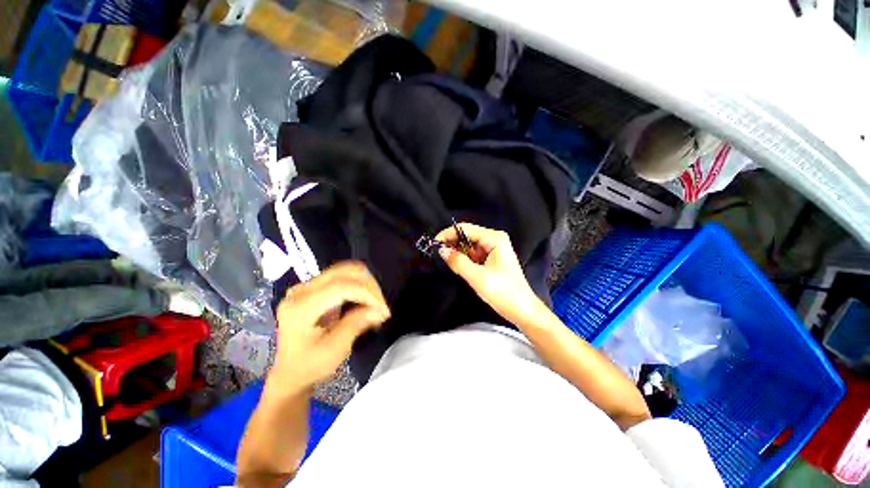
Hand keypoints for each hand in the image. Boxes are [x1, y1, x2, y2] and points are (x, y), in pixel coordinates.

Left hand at [270, 261, 389, 393]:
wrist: (291, 371)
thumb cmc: (310, 365)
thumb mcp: (335, 350)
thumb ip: (357, 324)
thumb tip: (380, 310)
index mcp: (300, 308)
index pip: (340, 286)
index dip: (367, 293)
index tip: (383, 309)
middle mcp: (301, 290)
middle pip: (345, 272)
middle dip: (369, 286)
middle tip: (380, 306)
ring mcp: (306, 286)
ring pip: (346, 269)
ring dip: (366, 283)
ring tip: (375, 303)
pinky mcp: (314, 286)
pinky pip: (343, 275)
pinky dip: (359, 284)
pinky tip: (365, 299)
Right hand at [436, 223, 541, 326]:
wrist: (523, 311)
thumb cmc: (504, 293)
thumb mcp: (478, 277)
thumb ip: (458, 262)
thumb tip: (442, 250)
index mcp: (494, 238)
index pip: (465, 229)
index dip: (448, 234)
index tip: (433, 243)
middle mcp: (494, 239)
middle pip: (466, 236)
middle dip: (452, 244)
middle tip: (437, 254)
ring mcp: (493, 249)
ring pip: (468, 246)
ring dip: (457, 252)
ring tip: (445, 261)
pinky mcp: (491, 259)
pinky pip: (473, 255)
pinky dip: (463, 259)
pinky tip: (456, 266)